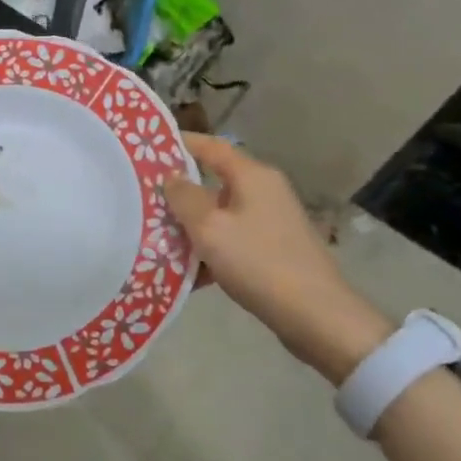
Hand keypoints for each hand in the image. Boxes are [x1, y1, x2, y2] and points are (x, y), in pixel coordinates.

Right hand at [163, 134, 389, 382]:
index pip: (211, 146)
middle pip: (213, 182)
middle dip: (179, 193)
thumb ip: (184, 197)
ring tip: (157, 240)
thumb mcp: (210, 227)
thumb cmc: (259, 262)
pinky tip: (187, 274)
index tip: (148, 149)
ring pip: (220, 215)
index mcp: (252, 176)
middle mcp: (264, 191)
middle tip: (143, 200)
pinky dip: (210, 251)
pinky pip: (231, 241)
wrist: (317, 317)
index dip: (180, 143)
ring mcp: (271, 222)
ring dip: (191, 227)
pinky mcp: (273, 250)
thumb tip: (171, 176)